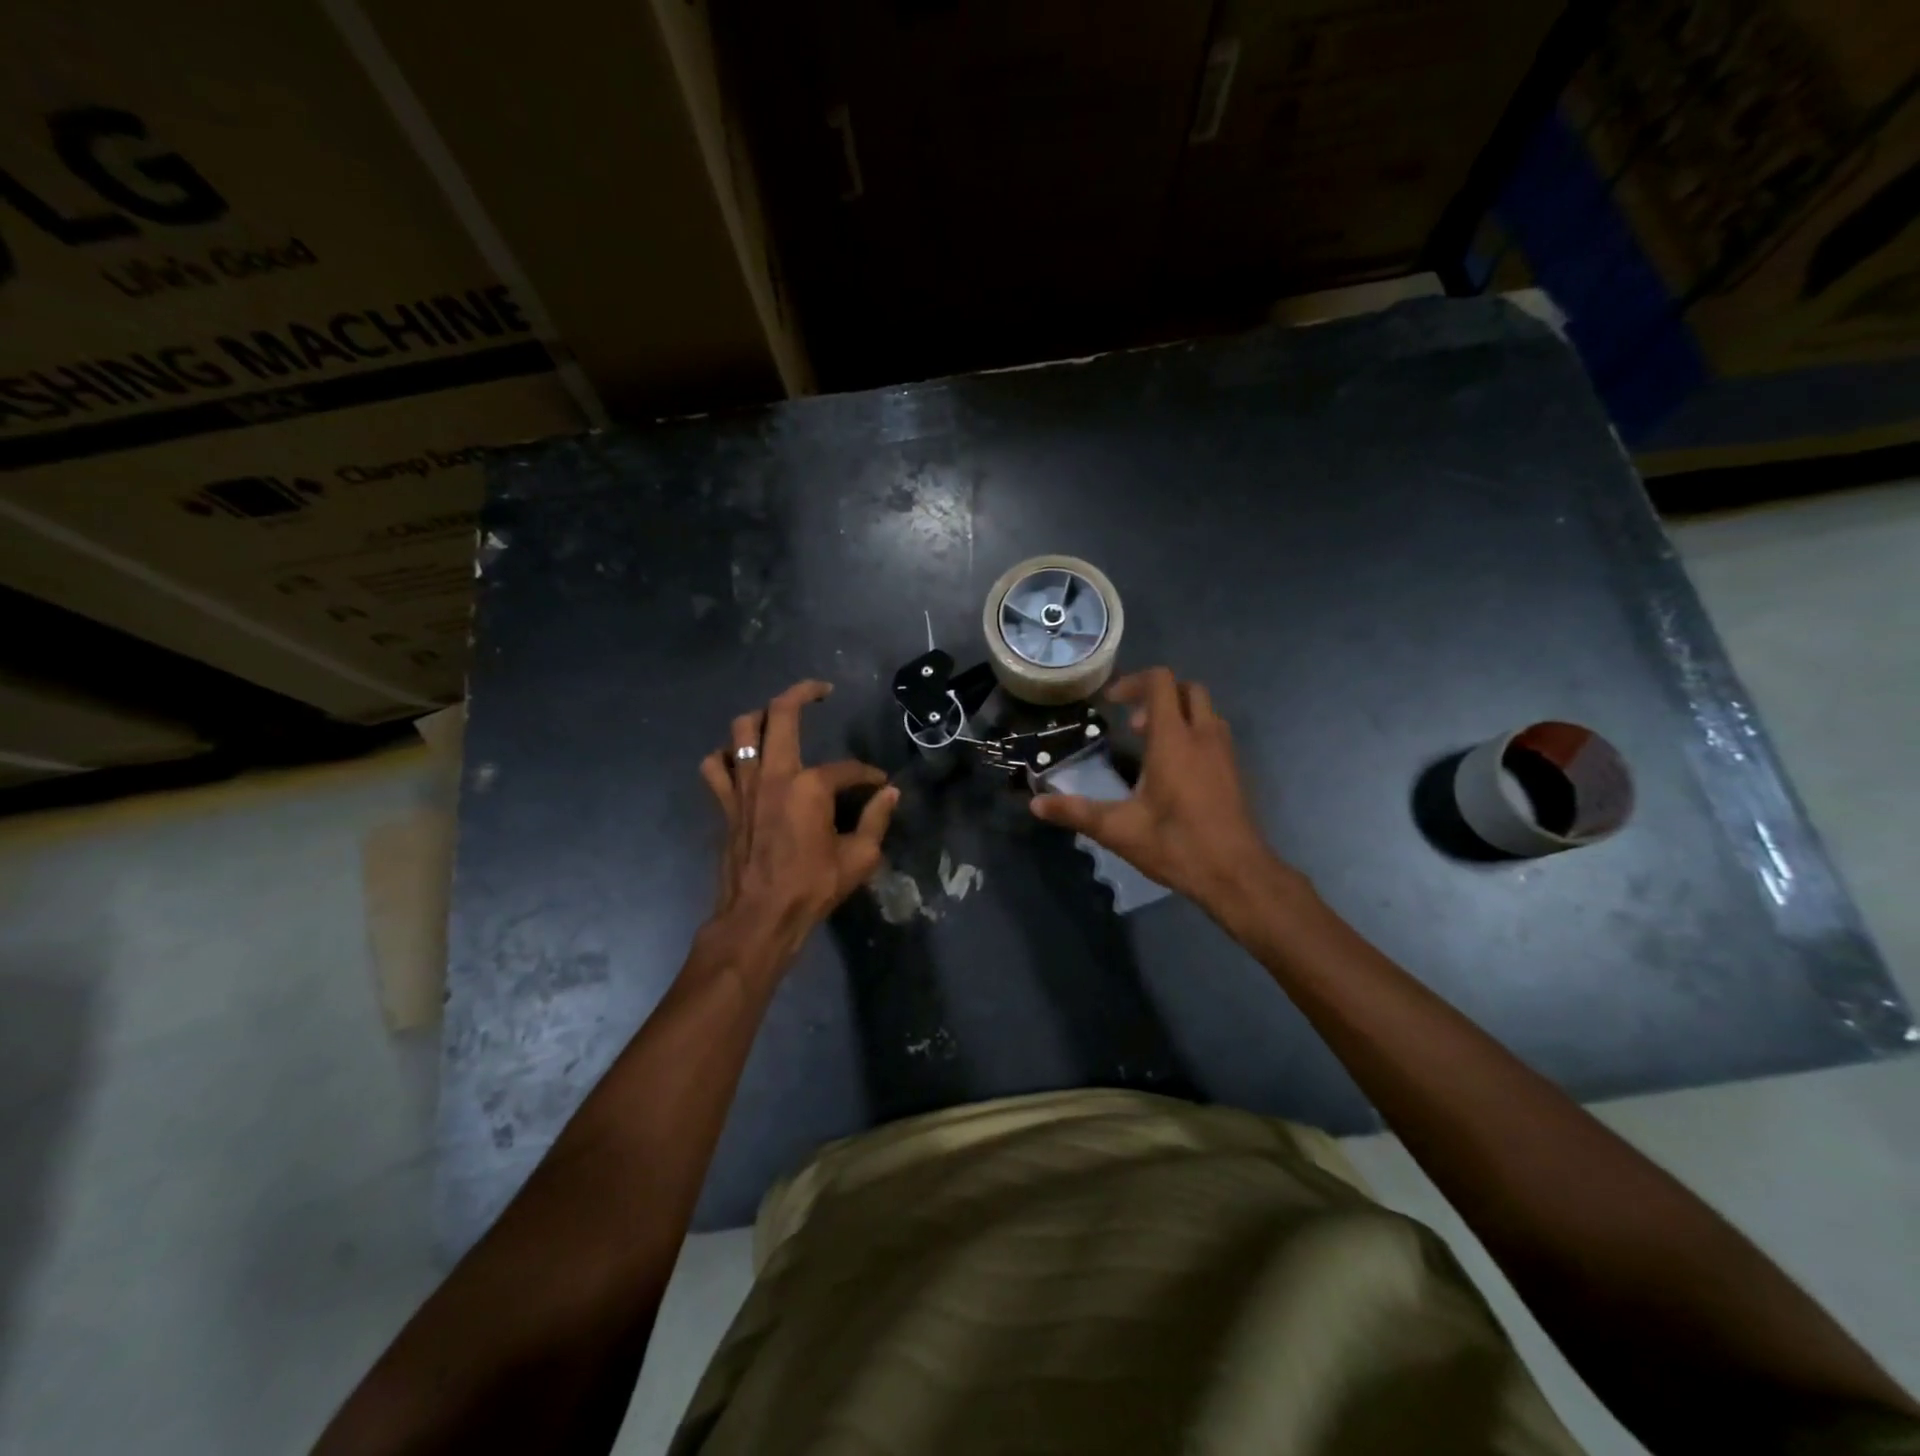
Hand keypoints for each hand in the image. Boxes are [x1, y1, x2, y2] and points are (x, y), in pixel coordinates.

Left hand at [699, 680, 899, 965]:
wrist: (759, 918)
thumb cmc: (812, 888)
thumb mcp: (860, 857)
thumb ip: (877, 819)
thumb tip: (890, 794)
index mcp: (810, 786)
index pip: (847, 768)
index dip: (867, 774)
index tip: (879, 785)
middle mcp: (774, 774)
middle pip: (782, 714)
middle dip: (803, 693)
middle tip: (821, 691)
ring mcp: (743, 786)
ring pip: (741, 729)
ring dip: (760, 717)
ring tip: (778, 720)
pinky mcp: (725, 803)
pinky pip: (716, 766)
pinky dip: (726, 755)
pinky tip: (741, 760)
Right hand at [1029, 667, 1294, 918]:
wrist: (1236, 874)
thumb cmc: (1176, 844)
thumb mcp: (1118, 830)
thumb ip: (1076, 812)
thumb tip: (1035, 803)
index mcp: (1174, 739)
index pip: (1161, 682)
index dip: (1133, 682)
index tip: (1110, 703)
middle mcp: (1203, 736)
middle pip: (1187, 689)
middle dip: (1157, 695)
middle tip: (1130, 725)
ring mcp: (1224, 752)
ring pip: (1205, 710)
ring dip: (1177, 714)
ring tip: (1149, 746)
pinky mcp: (1235, 771)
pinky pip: (1214, 733)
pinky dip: (1192, 733)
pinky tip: (1174, 770)